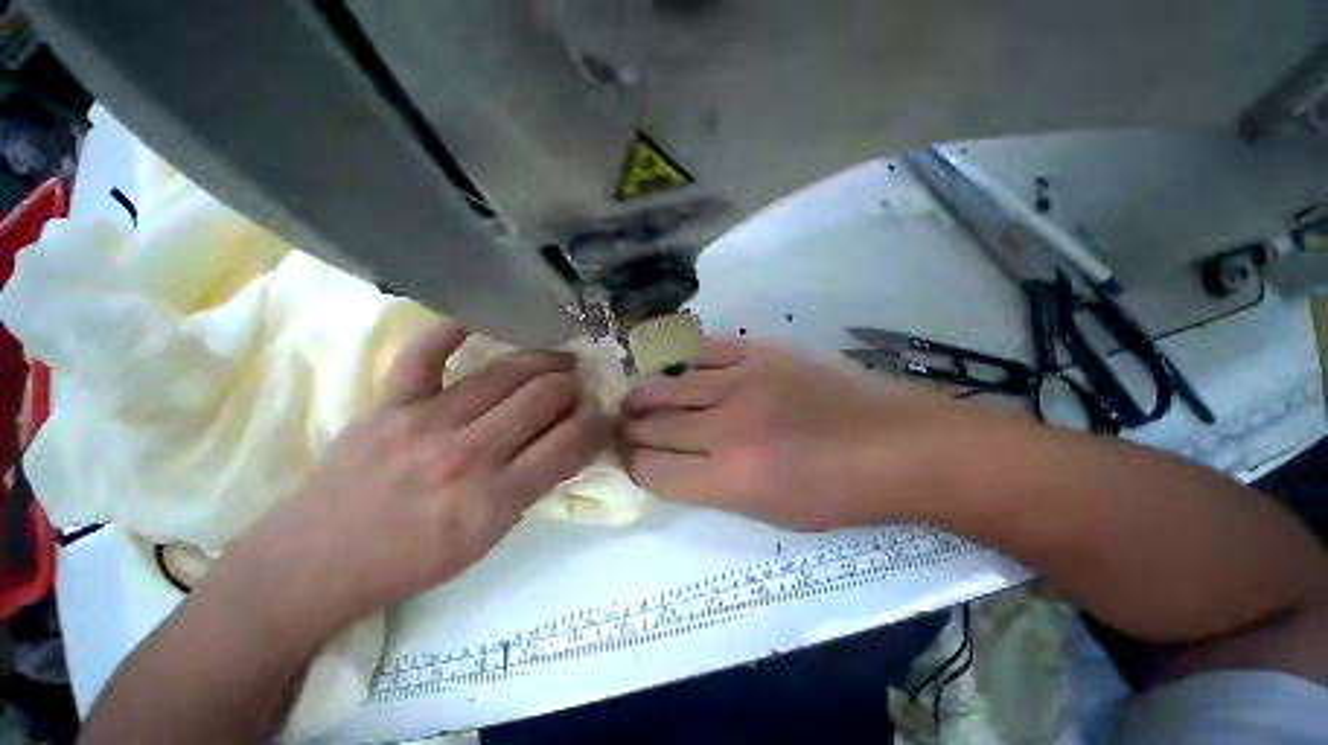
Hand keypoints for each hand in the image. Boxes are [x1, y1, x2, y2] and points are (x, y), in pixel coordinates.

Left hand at [230, 322, 605, 636]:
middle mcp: (466, 454)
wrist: (329, 554)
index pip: (564, 448)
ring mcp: (424, 421)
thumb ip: (513, 499)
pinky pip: (423, 354)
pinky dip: (449, 332)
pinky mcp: (389, 403)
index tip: (601, 415)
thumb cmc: (404, 565)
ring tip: (550, 359)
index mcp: (492, 502)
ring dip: (534, 362)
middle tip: (579, 382)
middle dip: (569, 387)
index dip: (592, 426)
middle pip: (537, 400)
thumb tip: (544, 456)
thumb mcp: (475, 548)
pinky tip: (473, 323)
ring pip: (496, 375)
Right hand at [622, 337, 946, 530]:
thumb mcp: (774, 514)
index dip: (635, 468)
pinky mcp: (765, 351)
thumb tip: (681, 468)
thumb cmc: (843, 496)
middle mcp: (727, 428)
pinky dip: (682, 359)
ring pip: (668, 384)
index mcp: (731, 479)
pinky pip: (705, 348)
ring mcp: (745, 381)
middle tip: (623, 431)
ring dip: (644, 394)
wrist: (897, 445)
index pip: (652, 470)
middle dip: (630, 432)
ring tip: (634, 399)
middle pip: (653, 425)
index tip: (634, 464)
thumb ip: (718, 489)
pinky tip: (675, 366)